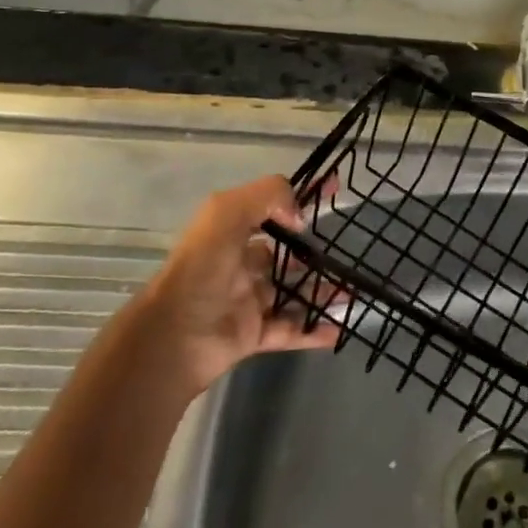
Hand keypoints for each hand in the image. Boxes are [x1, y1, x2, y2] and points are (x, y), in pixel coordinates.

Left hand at [147, 175, 337, 394]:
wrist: (173, 338)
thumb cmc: (201, 270)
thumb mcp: (226, 213)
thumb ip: (268, 197)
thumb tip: (300, 219)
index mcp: (231, 234)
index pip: (272, 208)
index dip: (301, 199)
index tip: (335, 190)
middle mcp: (240, 265)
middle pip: (285, 256)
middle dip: (314, 254)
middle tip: (349, 254)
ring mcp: (247, 302)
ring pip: (292, 293)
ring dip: (321, 292)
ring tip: (354, 292)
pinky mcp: (253, 335)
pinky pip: (290, 330)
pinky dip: (314, 330)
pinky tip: (340, 328)